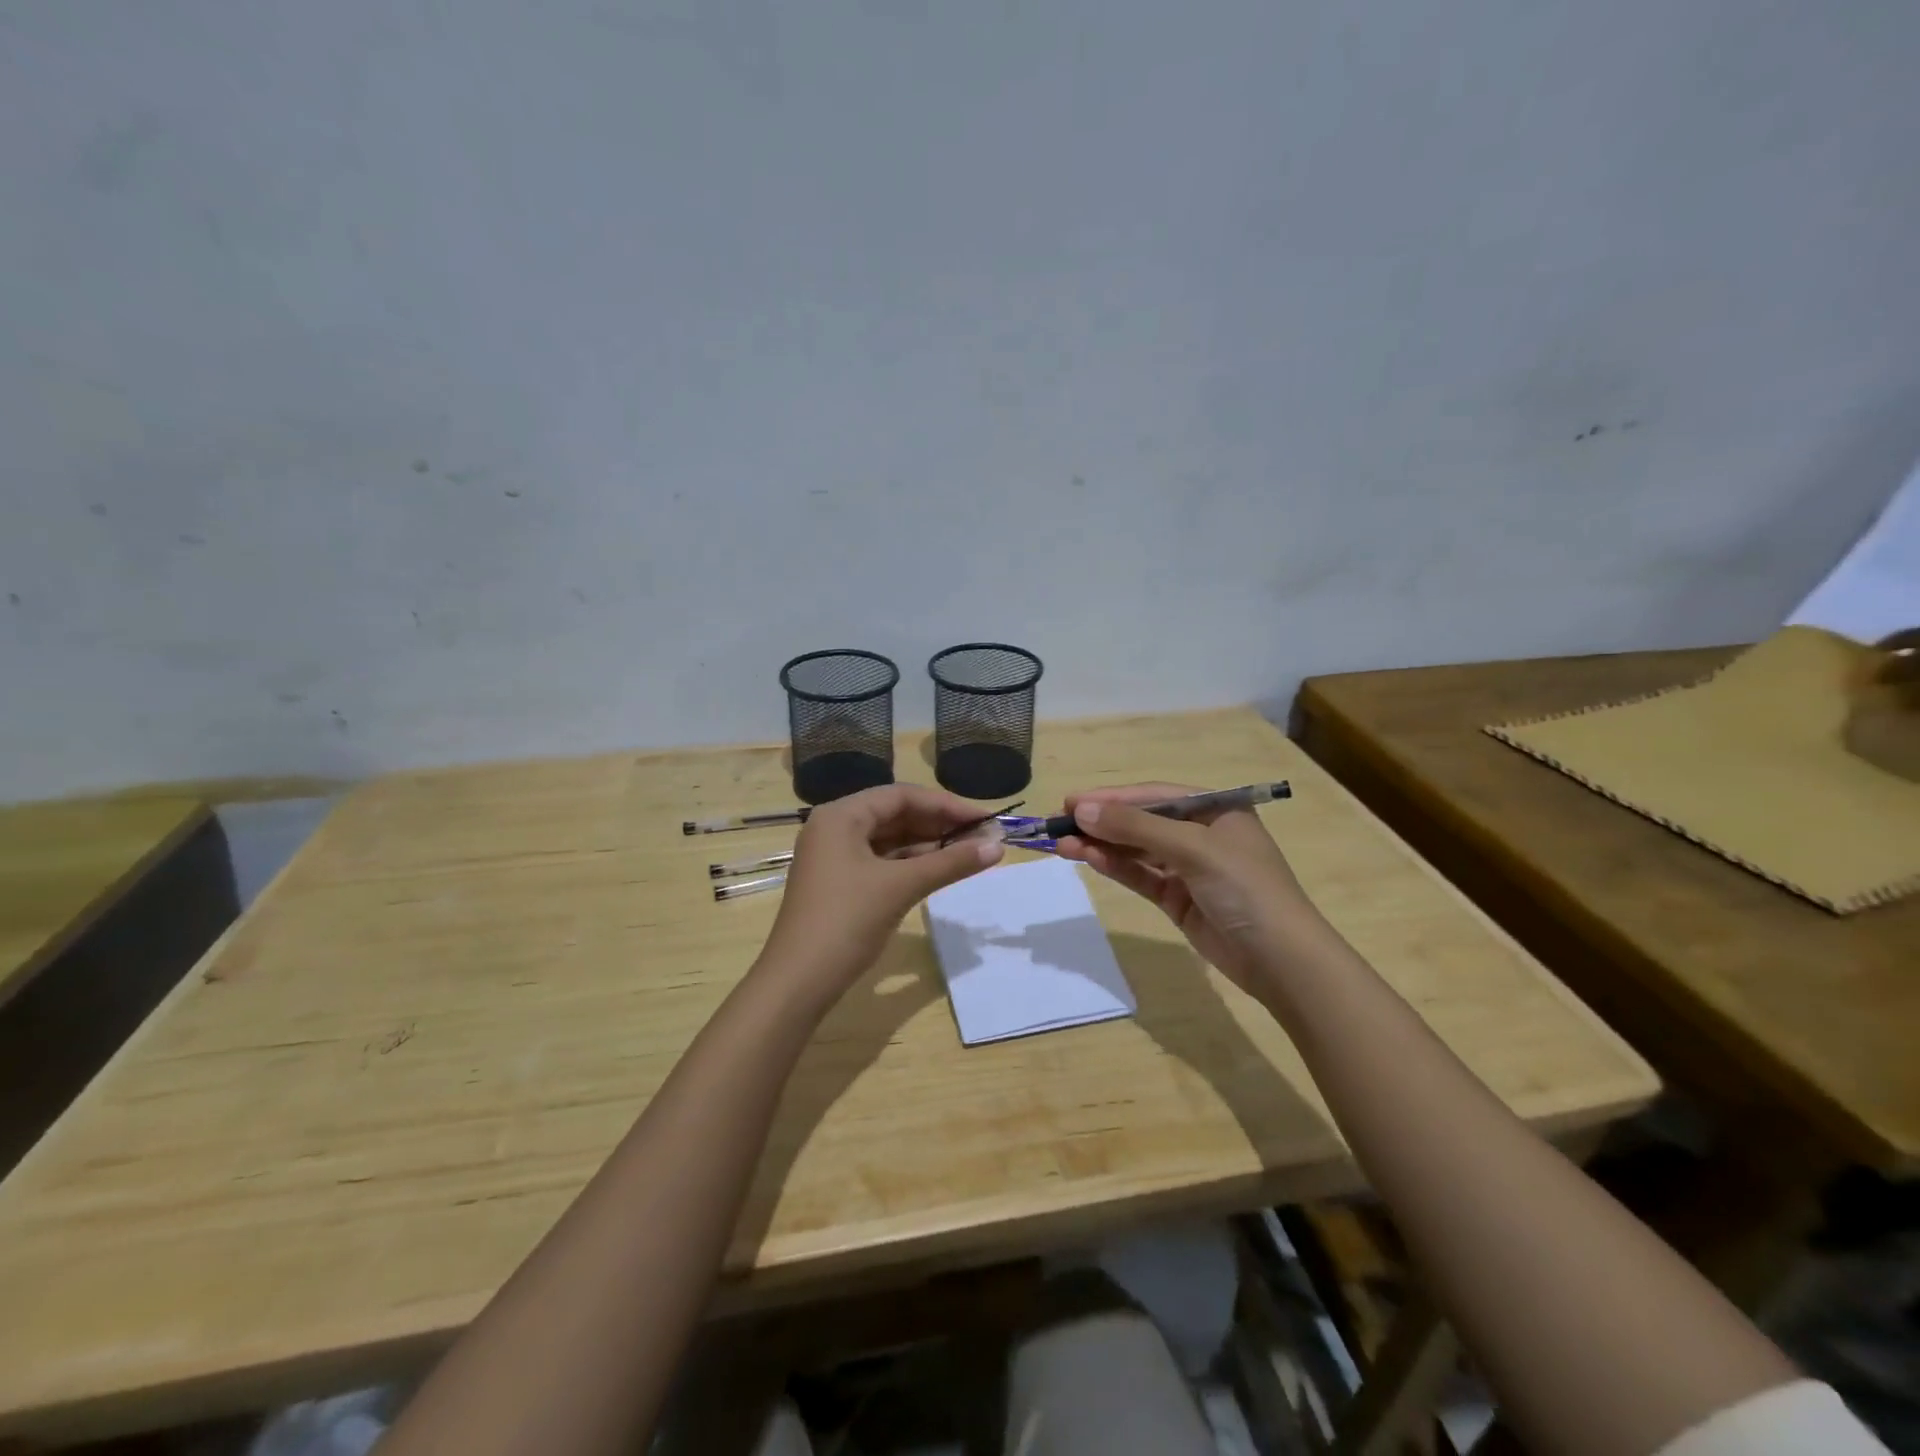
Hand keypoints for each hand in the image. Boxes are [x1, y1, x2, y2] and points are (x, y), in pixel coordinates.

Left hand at [758, 784, 1003, 997]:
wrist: (798, 982)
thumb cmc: (846, 921)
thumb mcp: (901, 886)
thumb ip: (950, 863)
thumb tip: (998, 846)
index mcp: (841, 815)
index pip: (902, 796)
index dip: (947, 805)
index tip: (985, 819)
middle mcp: (835, 827)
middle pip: (896, 815)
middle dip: (940, 825)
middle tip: (982, 837)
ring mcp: (835, 856)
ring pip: (890, 840)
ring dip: (929, 846)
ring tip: (970, 853)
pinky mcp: (840, 882)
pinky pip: (882, 861)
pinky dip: (911, 864)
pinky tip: (940, 870)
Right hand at [1054, 782, 1318, 994]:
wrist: (1282, 961)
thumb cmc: (1245, 888)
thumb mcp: (1192, 848)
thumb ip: (1135, 827)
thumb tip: (1081, 808)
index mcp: (1215, 809)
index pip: (1154, 795)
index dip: (1111, 797)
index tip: (1070, 801)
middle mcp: (1201, 833)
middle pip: (1142, 820)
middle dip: (1102, 822)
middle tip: (1058, 823)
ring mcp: (1189, 868)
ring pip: (1137, 849)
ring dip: (1102, 845)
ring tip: (1062, 844)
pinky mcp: (1179, 899)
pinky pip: (1141, 876)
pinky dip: (1116, 867)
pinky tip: (1088, 859)